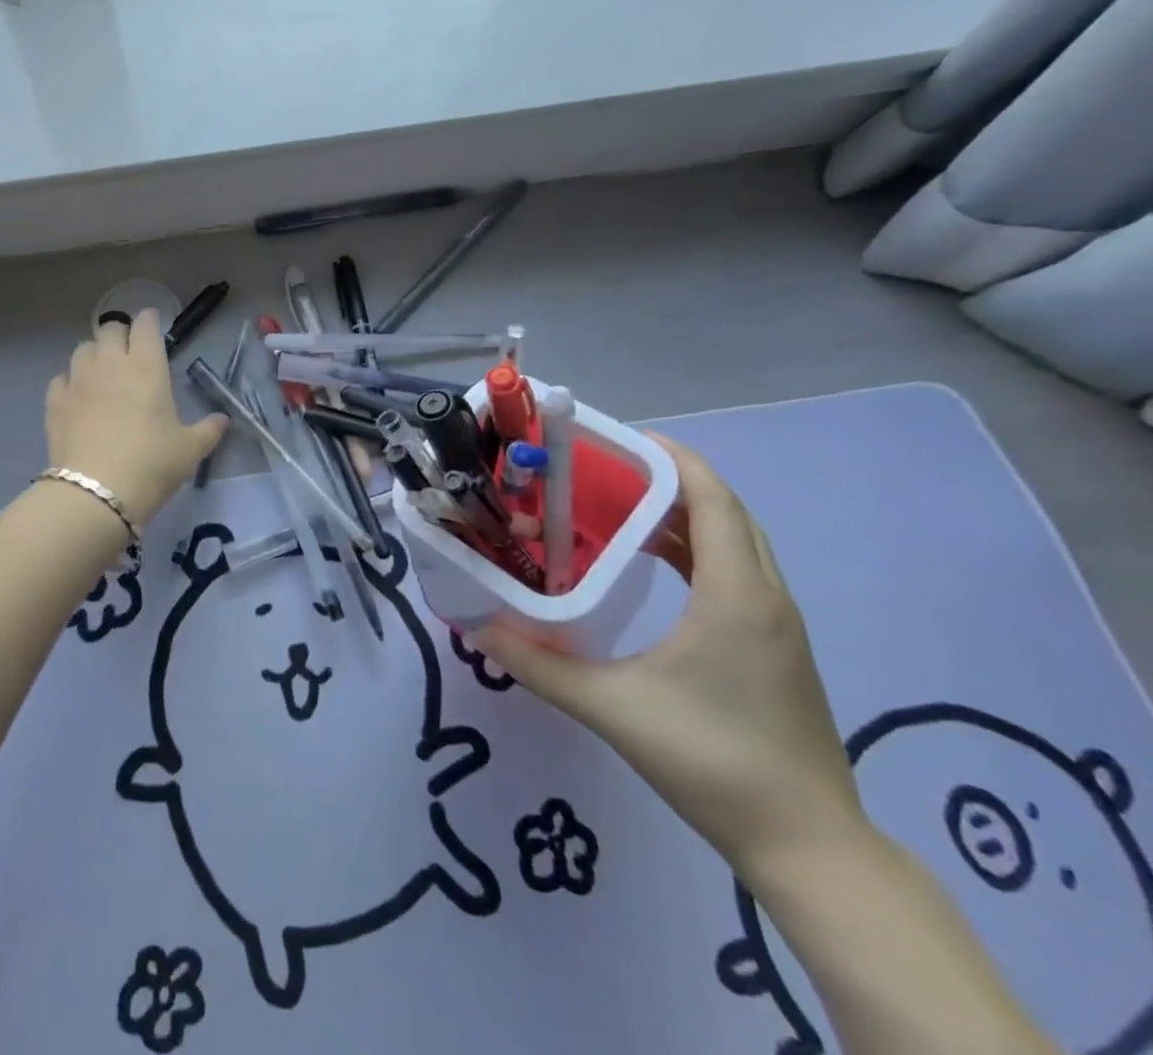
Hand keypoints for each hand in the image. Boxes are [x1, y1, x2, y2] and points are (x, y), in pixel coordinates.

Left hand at [45, 310, 228, 525]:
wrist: (95, 493)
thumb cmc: (152, 465)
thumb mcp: (189, 450)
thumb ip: (208, 430)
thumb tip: (223, 420)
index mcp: (147, 366)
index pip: (145, 325)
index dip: (150, 321)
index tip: (153, 326)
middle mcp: (110, 364)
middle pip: (111, 329)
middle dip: (121, 334)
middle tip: (130, 352)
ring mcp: (78, 381)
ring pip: (83, 349)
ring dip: (95, 354)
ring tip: (103, 373)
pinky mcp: (55, 402)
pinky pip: (61, 378)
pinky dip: (70, 381)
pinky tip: (78, 397)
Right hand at [472, 434, 867, 880]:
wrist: (809, 846)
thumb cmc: (712, 761)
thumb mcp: (611, 707)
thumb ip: (538, 664)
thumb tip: (477, 627)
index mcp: (736, 594)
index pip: (712, 498)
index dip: (671, 458)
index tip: (617, 440)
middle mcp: (766, 596)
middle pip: (726, 511)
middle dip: (670, 479)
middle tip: (605, 470)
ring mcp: (778, 624)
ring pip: (736, 541)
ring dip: (684, 514)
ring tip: (619, 506)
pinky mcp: (776, 647)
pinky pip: (738, 571)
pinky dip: (697, 548)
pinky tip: (654, 564)